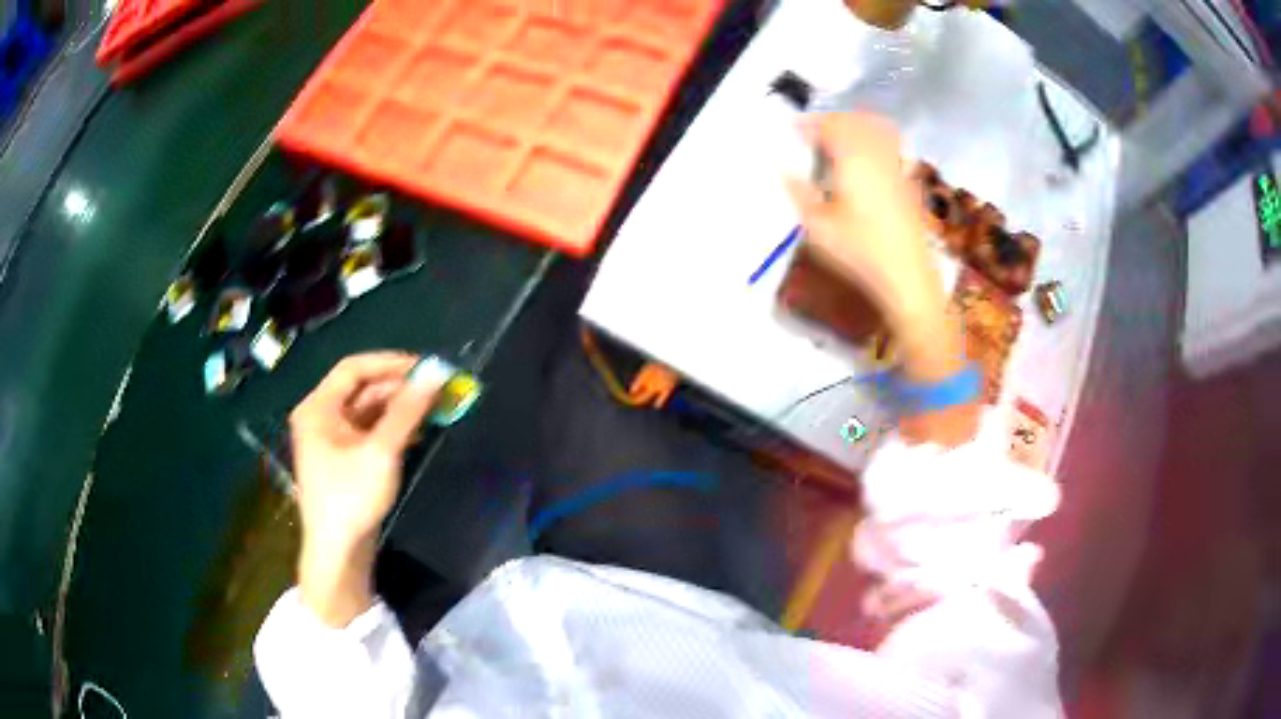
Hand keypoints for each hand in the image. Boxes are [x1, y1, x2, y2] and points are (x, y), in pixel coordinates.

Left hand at [288, 352, 443, 624]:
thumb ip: (408, 410)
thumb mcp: (381, 451)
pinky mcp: (344, 460)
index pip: (354, 368)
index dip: (390, 363)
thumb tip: (436, 373)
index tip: (426, 368)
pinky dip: (392, 428)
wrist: (338, 552)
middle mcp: (321, 417)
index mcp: (318, 408)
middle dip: (398, 388)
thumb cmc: (351, 497)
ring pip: (367, 411)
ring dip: (399, 408)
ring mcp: (331, 440)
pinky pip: (369, 432)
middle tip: (435, 390)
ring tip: (432, 410)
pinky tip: (417, 433)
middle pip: (361, 389)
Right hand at [785, 113, 946, 331]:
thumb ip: (799, 194)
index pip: (829, 127)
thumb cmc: (859, 252)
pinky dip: (875, 139)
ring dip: (855, 125)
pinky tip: (866, 155)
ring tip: (839, 136)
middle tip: (813, 131)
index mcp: (852, 160)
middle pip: (854, 121)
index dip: (809, 124)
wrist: (906, 275)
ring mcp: (896, 166)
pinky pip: (891, 145)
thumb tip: (785, 172)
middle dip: (832, 120)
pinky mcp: (907, 181)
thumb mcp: (818, 227)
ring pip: (876, 129)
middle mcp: (876, 155)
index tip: (793, 129)